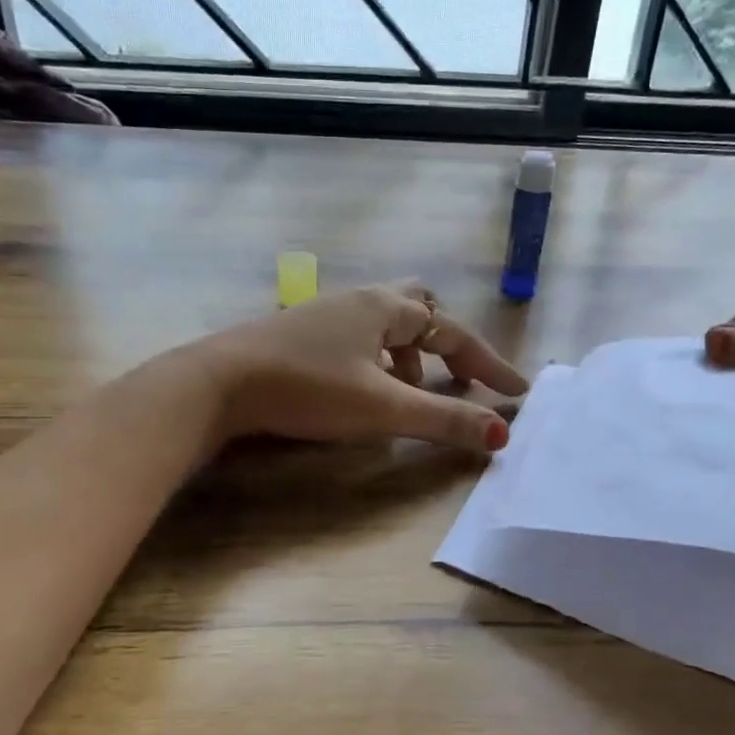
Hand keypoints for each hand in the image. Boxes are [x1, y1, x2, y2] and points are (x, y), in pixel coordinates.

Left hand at [184, 282, 529, 450]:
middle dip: (446, 344)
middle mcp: (359, 300)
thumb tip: (501, 434)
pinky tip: (365, 390)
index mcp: (386, 308)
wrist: (218, 383)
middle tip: (459, 377)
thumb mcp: (383, 408)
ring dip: (410, 355)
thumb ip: (443, 420)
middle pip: (419, 308)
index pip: (453, 332)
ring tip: (412, 392)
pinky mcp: (301, 333)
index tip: (516, 393)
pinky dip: (378, 361)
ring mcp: (326, 314)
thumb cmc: (308, 388)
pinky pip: (358, 338)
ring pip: (385, 325)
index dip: (488, 363)